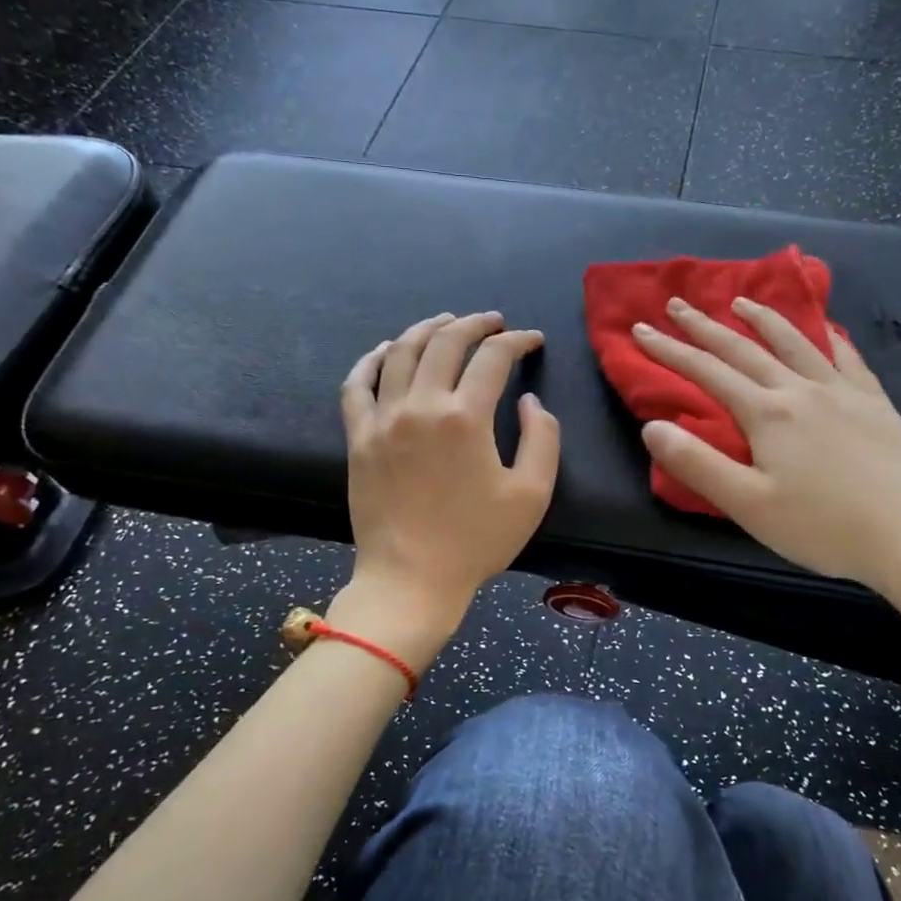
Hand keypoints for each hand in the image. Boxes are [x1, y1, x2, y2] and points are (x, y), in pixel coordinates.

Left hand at [338, 312, 560, 646]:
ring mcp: (383, 420)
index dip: (517, 341)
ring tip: (446, 321)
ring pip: (402, 353)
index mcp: (466, 418)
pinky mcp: (358, 438)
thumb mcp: (532, 494)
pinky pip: (357, 385)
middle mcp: (421, 407)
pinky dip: (372, 360)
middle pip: (446, 343)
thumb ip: (543, 438)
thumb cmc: (476, 540)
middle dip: (475, 324)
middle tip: (493, 322)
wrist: (411, 579)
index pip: (494, 358)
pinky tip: (387, 350)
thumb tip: (529, 400)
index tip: (532, 340)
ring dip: (427, 329)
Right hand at [633, 297, 900, 613]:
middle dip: (706, 327)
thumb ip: (697, 464)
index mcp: (768, 414)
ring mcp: (844, 392)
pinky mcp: (876, 404)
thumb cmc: (823, 527)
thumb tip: (653, 426)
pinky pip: (847, 358)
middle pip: (745, 349)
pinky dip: (828, 338)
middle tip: (678, 304)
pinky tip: (826, 331)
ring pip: (796, 343)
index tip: (642, 330)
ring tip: (742, 302)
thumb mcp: (748, 505)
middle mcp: (802, 390)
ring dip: (763, 319)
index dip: (670, 351)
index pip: (708, 373)